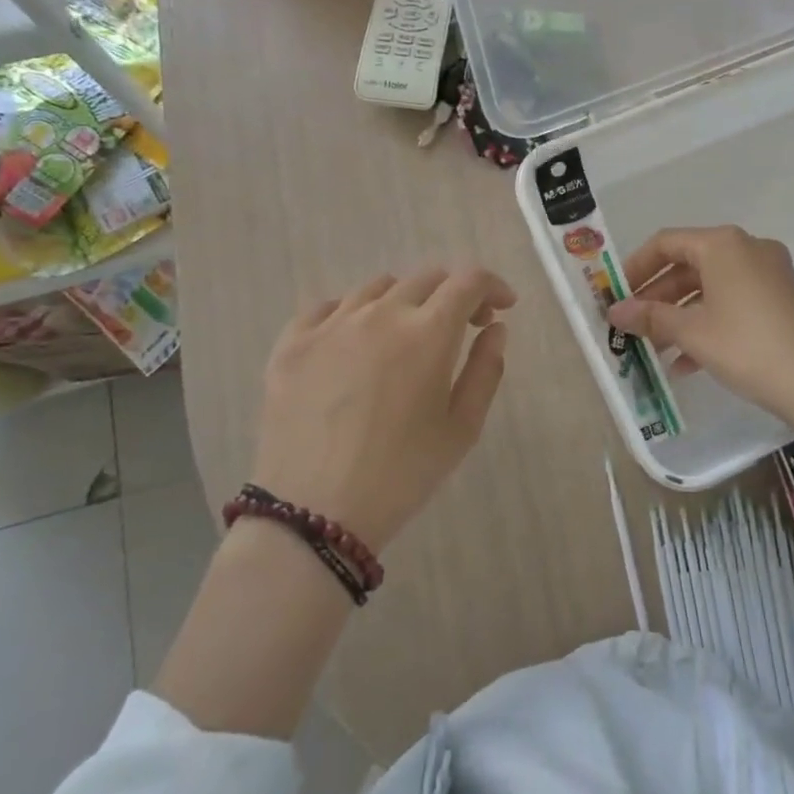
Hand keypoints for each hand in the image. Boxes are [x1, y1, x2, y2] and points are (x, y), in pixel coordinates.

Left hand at [252, 265, 515, 551]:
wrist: (313, 514)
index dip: (492, 286)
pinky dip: (352, 314)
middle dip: (454, 294)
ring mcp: (331, 325)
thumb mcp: (462, 428)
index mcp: (428, 332)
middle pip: (426, 278)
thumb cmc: (402, 474)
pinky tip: (353, 342)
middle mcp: (380, 313)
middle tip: (462, 328)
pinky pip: (327, 307)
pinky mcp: (292, 343)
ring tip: (406, 337)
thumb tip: (494, 328)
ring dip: (405, 301)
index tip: (501, 308)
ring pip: (377, 288)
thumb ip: (486, 369)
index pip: (469, 281)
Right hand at [606, 226, 793, 436]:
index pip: (666, 243)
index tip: (616, 296)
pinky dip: (709, 323)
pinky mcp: (783, 299)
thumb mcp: (692, 332)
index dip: (636, 268)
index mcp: (723, 244)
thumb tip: (615, 311)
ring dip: (680, 316)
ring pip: (711, 287)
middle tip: (633, 327)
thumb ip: (650, 317)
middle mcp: (748, 249)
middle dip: (658, 298)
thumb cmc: (747, 346)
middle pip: (689, 265)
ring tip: (656, 351)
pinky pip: (734, 302)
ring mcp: (770, 273)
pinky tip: (688, 363)